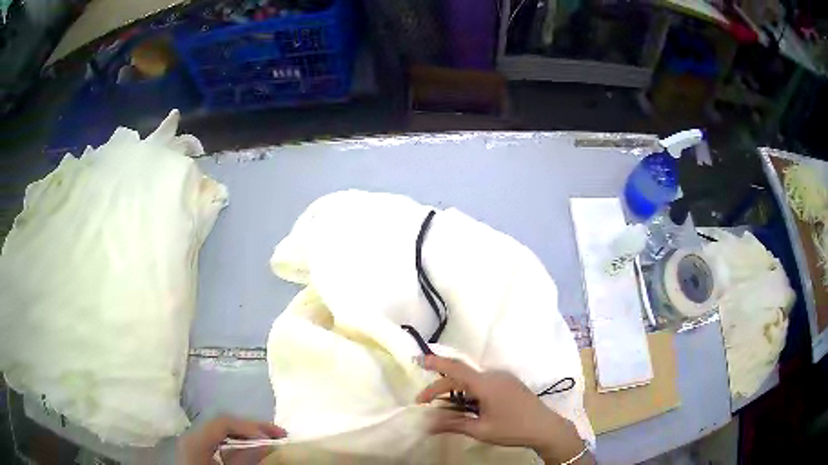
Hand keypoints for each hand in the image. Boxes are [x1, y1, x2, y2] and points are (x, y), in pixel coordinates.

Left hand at [178, 415, 286, 464]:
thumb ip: (246, 460)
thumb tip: (267, 445)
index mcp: (195, 440)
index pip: (222, 422)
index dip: (248, 426)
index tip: (271, 439)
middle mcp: (192, 436)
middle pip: (223, 424)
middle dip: (252, 428)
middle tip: (279, 434)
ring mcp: (194, 444)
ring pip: (223, 433)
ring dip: (247, 436)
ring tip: (270, 440)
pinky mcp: (199, 453)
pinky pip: (220, 443)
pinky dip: (238, 444)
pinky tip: (252, 449)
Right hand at [416, 355, 592, 463]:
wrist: (546, 427)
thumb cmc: (512, 429)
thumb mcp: (481, 429)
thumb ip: (453, 424)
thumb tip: (427, 424)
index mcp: (486, 384)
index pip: (456, 368)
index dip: (436, 363)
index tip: (419, 360)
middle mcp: (494, 375)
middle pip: (461, 376)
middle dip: (440, 387)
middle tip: (424, 403)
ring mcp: (504, 378)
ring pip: (472, 380)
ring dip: (455, 390)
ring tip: (444, 406)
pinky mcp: (509, 383)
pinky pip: (483, 382)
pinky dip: (469, 391)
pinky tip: (467, 405)